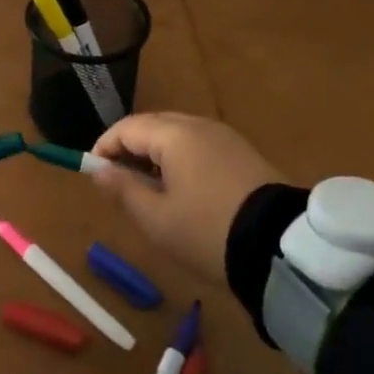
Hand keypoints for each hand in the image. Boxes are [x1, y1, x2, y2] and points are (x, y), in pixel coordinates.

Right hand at [88, 112, 281, 283]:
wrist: (280, 248)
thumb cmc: (207, 232)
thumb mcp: (157, 219)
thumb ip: (123, 190)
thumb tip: (98, 170)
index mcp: (175, 135)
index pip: (127, 128)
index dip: (105, 147)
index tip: (93, 172)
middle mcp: (199, 125)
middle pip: (153, 126)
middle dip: (130, 148)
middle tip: (118, 182)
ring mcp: (224, 136)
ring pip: (177, 134)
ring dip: (155, 154)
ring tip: (148, 189)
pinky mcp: (242, 152)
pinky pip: (199, 145)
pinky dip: (180, 158)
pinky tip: (181, 188)